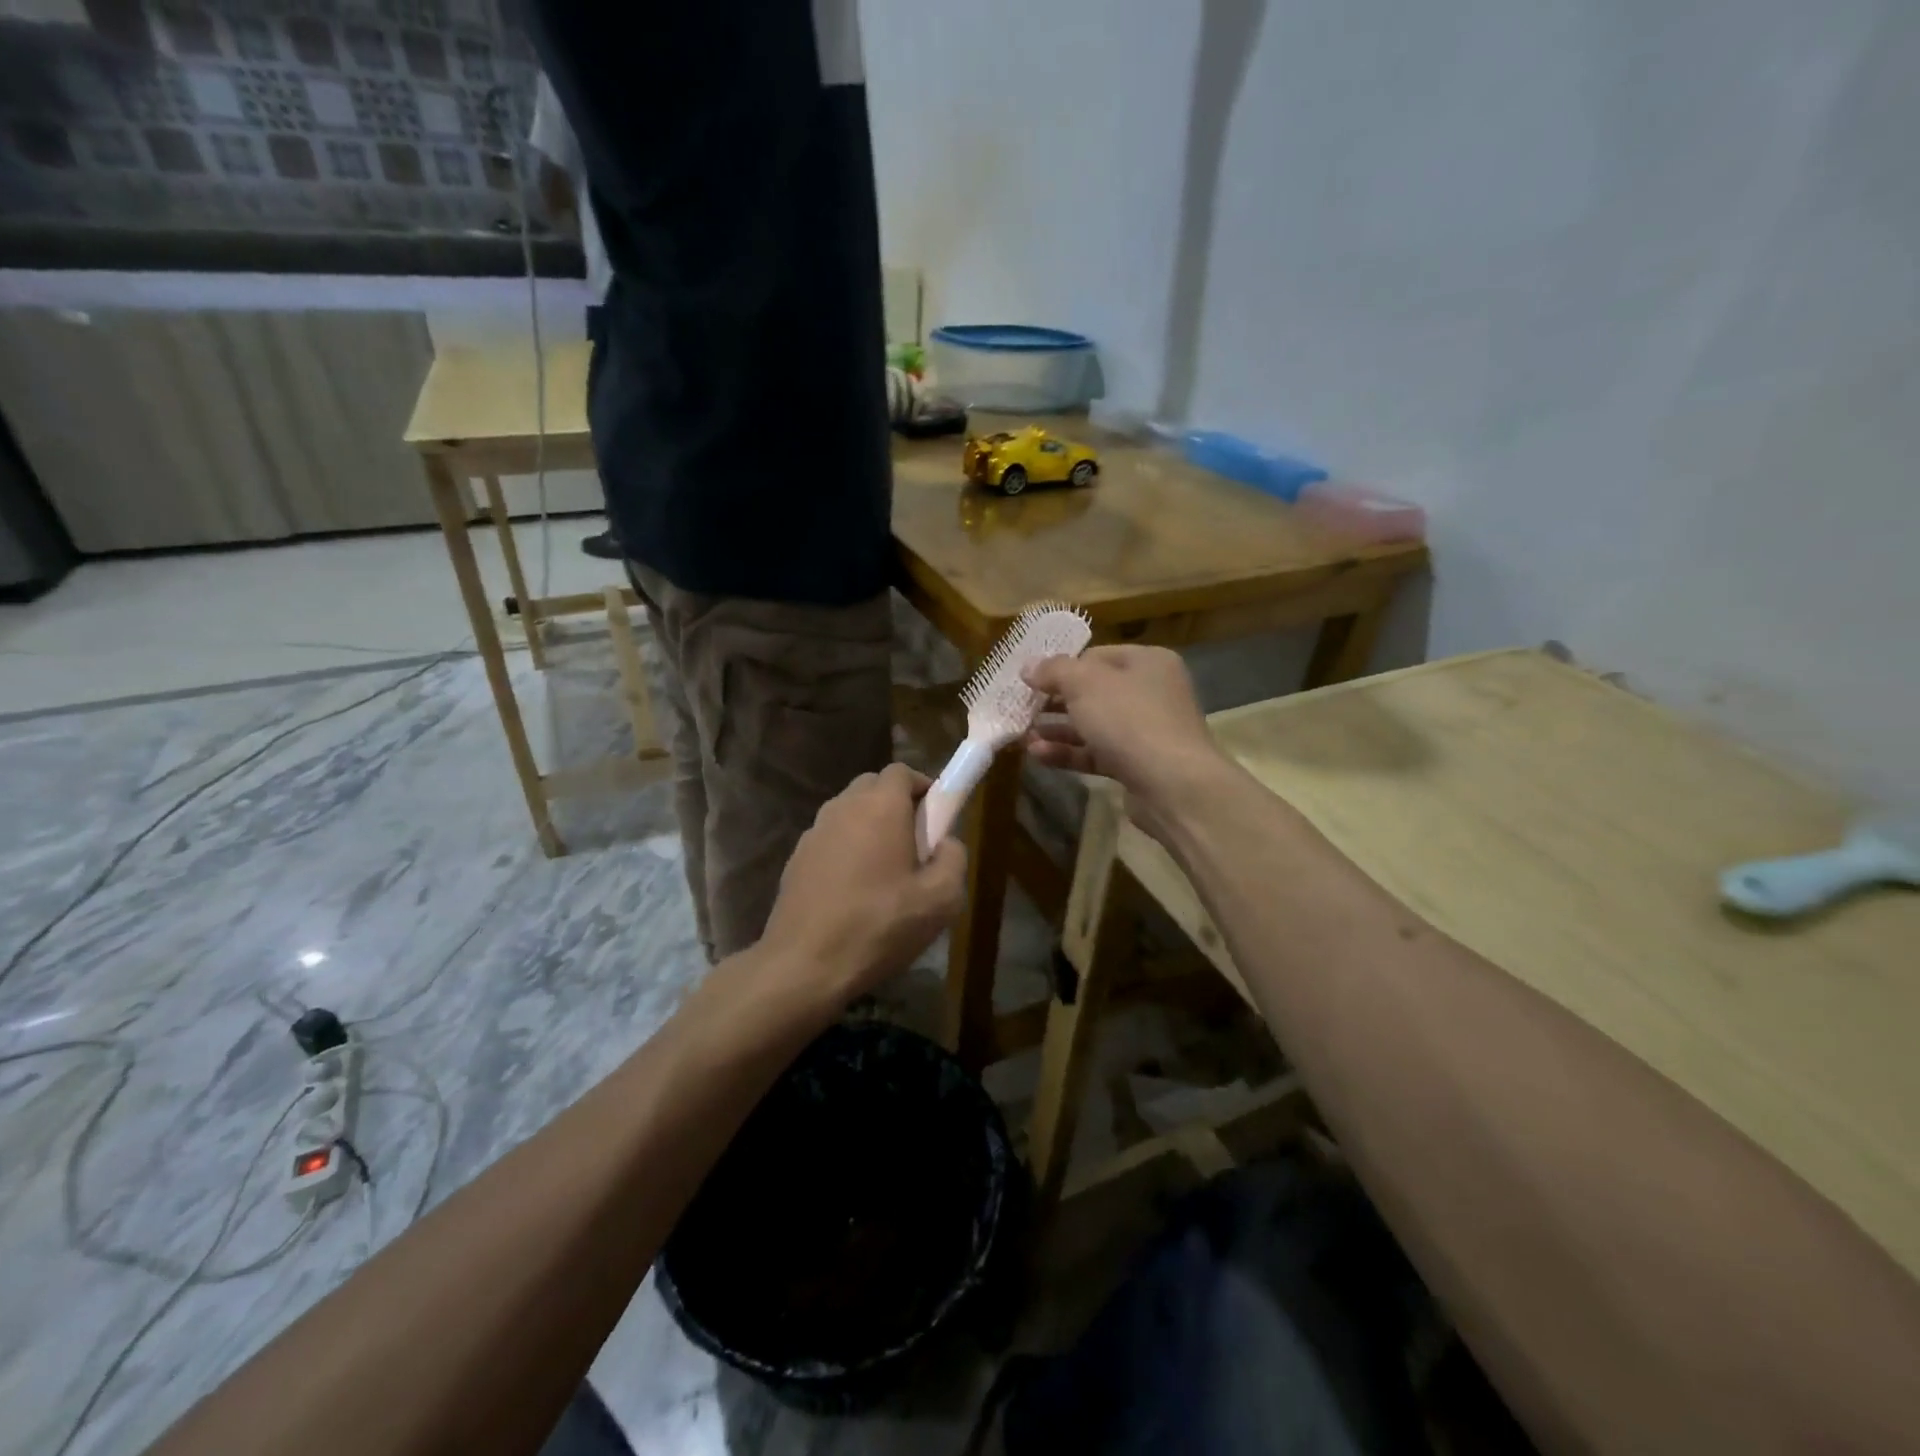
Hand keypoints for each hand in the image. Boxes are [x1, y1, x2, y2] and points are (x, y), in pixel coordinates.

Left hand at [757, 763, 967, 1006]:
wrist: (804, 965)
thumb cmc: (879, 926)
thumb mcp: (941, 900)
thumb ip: (954, 858)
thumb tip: (946, 842)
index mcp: (880, 806)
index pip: (902, 771)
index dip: (924, 787)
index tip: (937, 818)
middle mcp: (843, 807)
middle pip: (874, 787)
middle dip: (897, 805)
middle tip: (915, 845)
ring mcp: (814, 832)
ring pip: (849, 812)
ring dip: (870, 828)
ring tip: (885, 873)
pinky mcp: (796, 858)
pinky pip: (830, 839)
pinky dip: (846, 850)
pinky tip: (854, 891)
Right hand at [1022, 646, 1224, 838]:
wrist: (1173, 785)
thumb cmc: (1130, 720)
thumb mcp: (1085, 684)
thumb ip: (1054, 671)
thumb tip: (1028, 666)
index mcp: (1147, 662)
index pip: (1095, 656)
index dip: (1061, 667)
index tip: (1030, 681)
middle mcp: (1150, 692)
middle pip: (1093, 692)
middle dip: (1055, 702)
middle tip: (1022, 709)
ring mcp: (1145, 731)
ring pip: (1092, 725)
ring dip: (1057, 730)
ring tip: (1022, 736)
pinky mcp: (1137, 764)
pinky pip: (1096, 753)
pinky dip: (1069, 753)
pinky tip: (1038, 755)